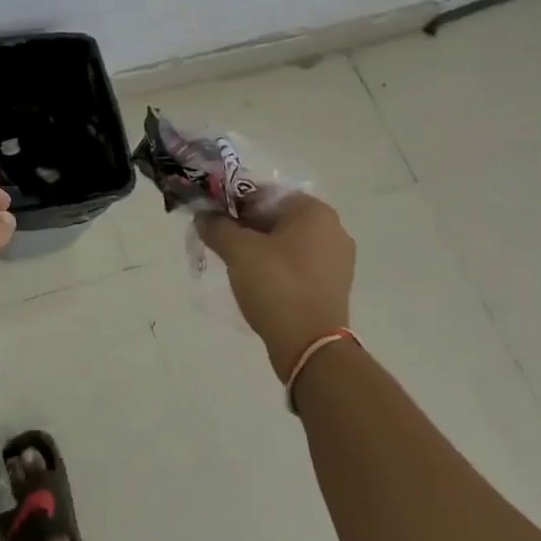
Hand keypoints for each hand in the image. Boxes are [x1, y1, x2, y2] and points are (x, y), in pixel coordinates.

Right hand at [197, 194, 355, 379]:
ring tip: (235, 264)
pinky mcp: (333, 286)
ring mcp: (337, 260)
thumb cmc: (277, 286)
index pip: (266, 193)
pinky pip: (298, 265)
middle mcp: (333, 229)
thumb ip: (217, 227)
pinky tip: (257, 282)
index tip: (214, 220)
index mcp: (315, 211)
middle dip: (247, 227)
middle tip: (220, 242)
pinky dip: (276, 267)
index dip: (235, 203)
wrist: (310, 347)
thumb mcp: (238, 251)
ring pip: (287, 242)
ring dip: (260, 248)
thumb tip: (203, 216)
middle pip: (277, 217)